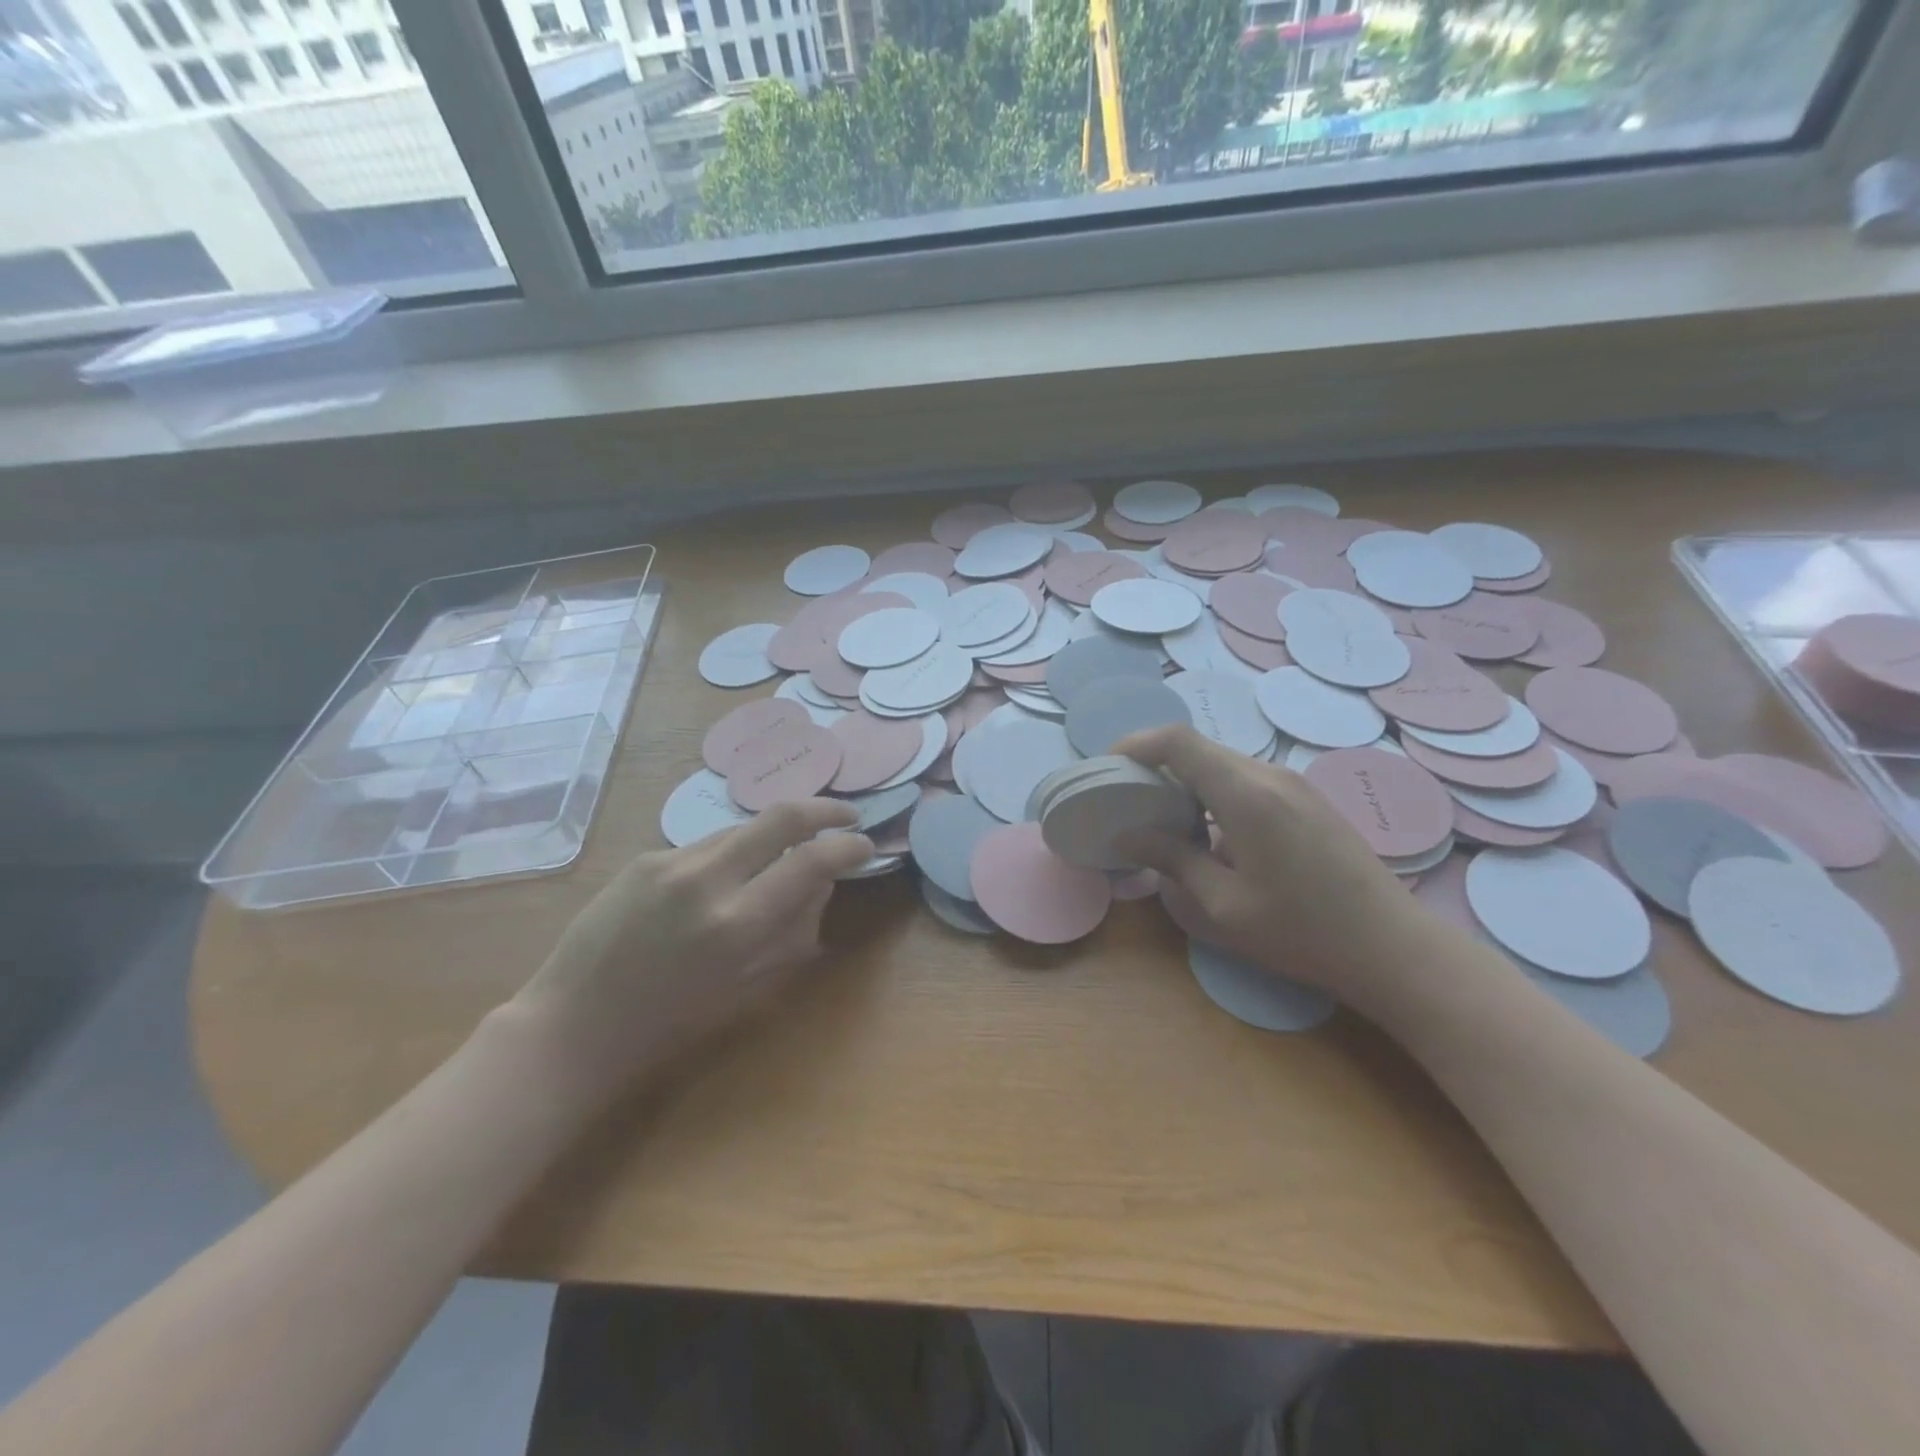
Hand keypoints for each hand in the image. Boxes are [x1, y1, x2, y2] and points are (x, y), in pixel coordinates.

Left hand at [511, 800, 873, 1102]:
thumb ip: (793, 932)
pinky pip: (706, 846)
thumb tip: (822, 884)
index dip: (848, 848)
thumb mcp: (746, 987)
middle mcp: (706, 879)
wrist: (573, 1023)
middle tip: (846, 816)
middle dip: (823, 810)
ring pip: (742, 828)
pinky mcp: (645, 858)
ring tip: (781, 859)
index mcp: (737, 924)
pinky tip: (720, 884)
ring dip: (773, 836)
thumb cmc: (668, 1023)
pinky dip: (730, 855)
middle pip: (780, 816)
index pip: (810, 862)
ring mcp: (671, 861)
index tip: (865, 846)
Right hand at [1115, 726, 1429, 1003]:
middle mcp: (1270, 775)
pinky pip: (1248, 778)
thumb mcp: (1223, 906)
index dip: (1136, 744)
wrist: (1392, 948)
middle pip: (1200, 748)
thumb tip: (1127, 835)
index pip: (1178, 741)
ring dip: (1187, 780)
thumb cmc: (1301, 932)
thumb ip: (1172, 860)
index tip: (1109, 769)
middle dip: (1156, 765)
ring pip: (1224, 762)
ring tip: (1165, 819)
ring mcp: (1295, 784)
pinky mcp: (1308, 799)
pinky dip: (1215, 791)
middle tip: (1128, 800)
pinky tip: (1212, 832)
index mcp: (1246, 795)